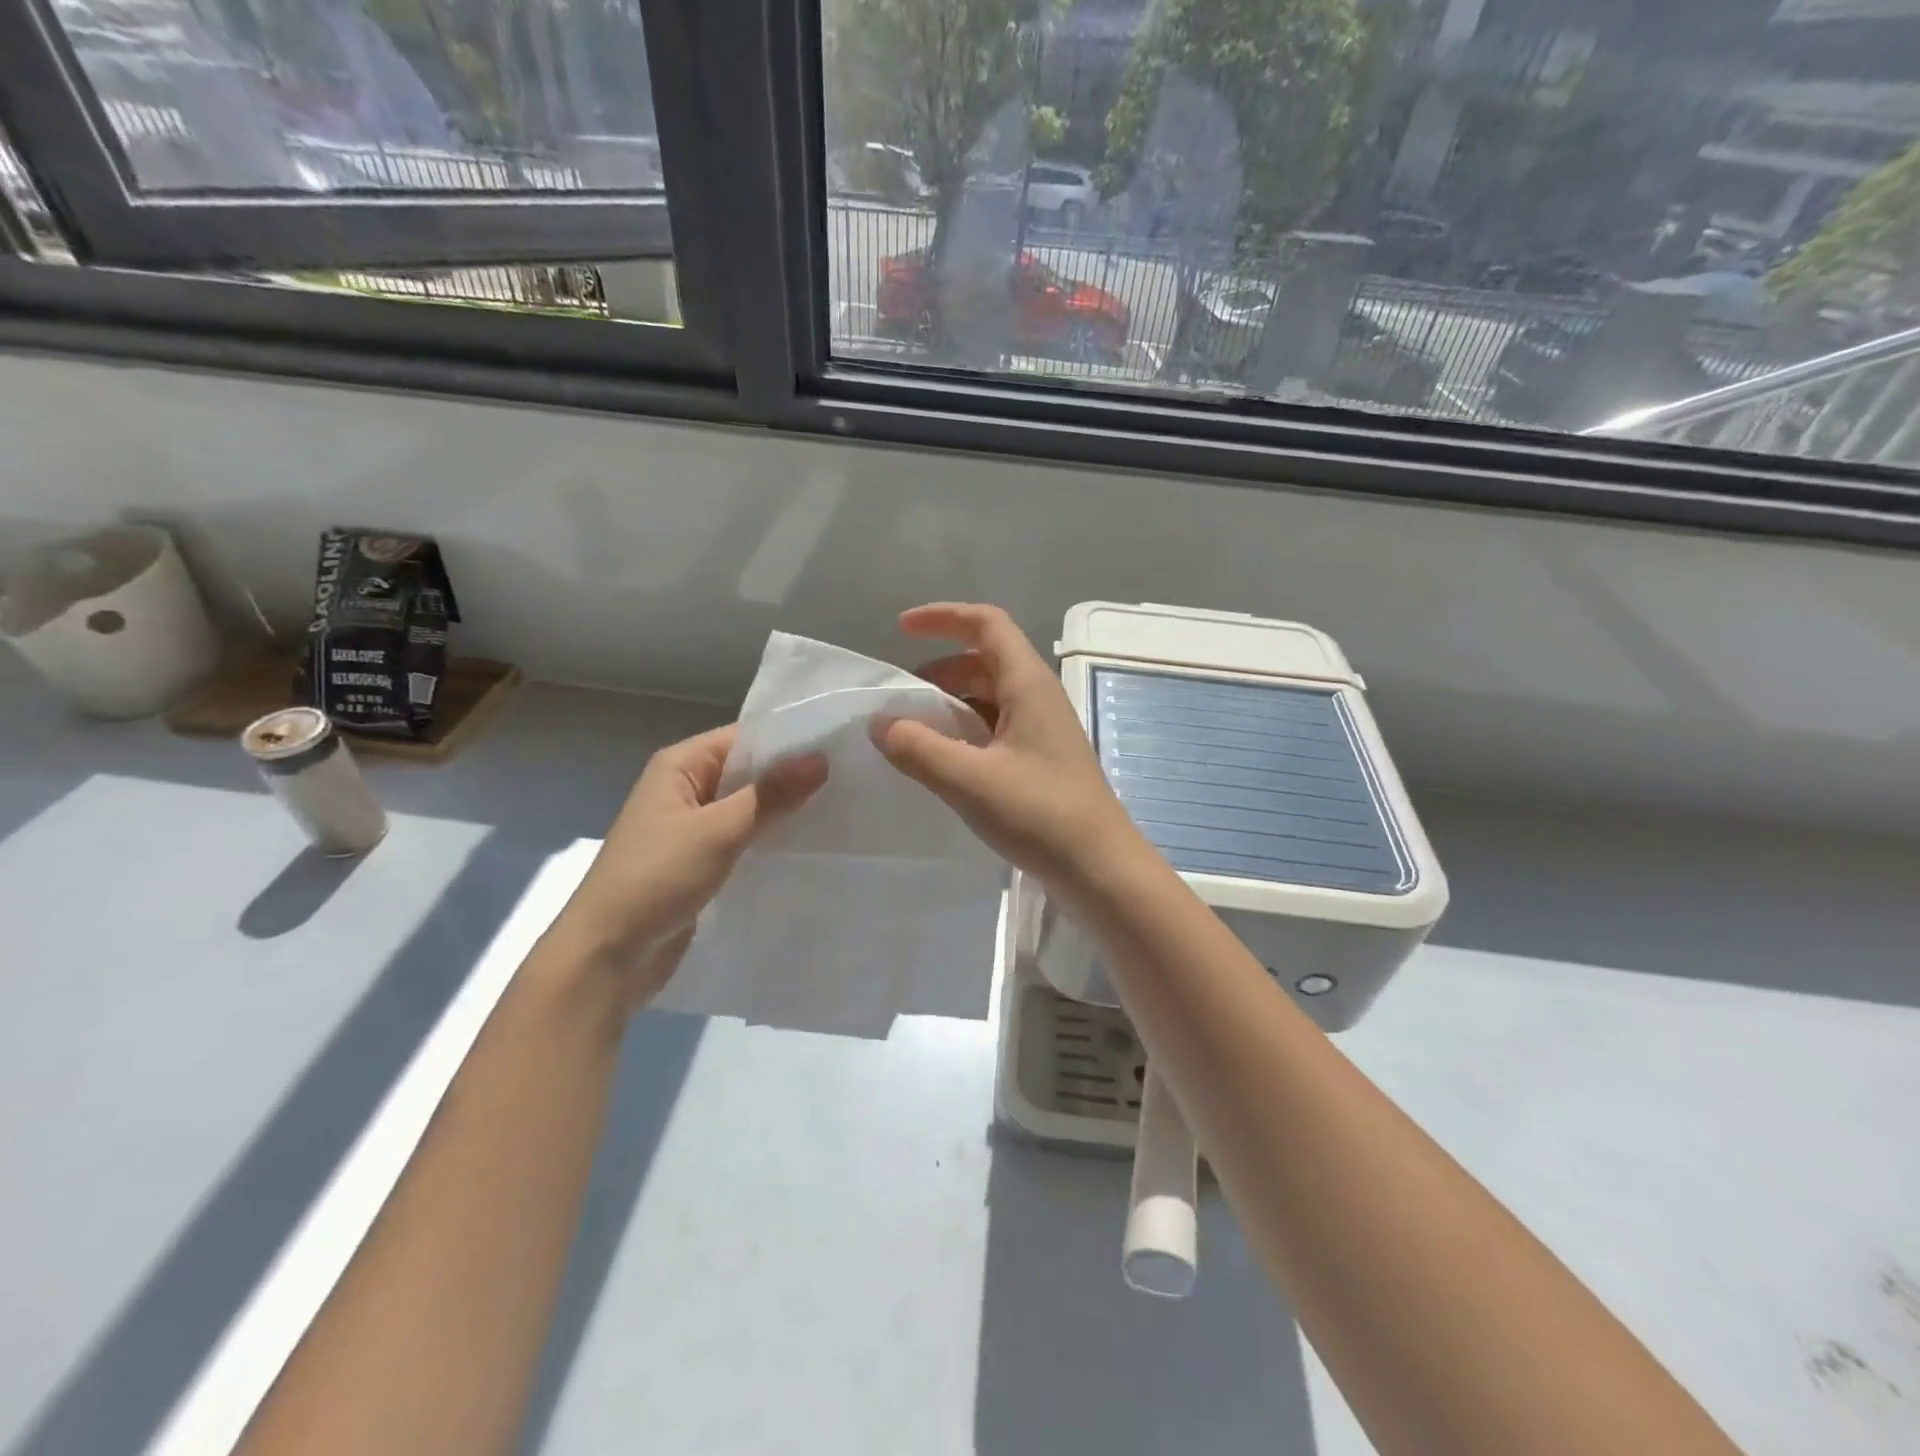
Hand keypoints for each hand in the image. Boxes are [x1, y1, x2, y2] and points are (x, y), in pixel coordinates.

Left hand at [554, 725, 825, 1006]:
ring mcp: (692, 828)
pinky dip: (770, 839)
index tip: (840, 744)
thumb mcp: (717, 830)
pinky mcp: (700, 862)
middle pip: (748, 772)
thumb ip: (769, 795)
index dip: (789, 740)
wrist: (606, 956)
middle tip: (851, 777)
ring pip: (748, 808)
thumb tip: (821, 759)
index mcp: (679, 765)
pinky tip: (808, 844)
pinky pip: (743, 839)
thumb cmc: (656, 878)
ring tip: (840, 808)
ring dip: (784, 810)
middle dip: (792, 776)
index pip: (744, 738)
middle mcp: (685, 789)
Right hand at [875, 603, 1141, 887]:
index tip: (901, 629)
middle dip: (939, 669)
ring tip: (914, 731)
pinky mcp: (1041, 761)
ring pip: (990, 697)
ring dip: (951, 703)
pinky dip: (965, 732)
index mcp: (1028, 684)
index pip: (987, 624)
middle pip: (985, 660)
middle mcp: (1038, 697)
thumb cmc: (1040, 814)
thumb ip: (918, 748)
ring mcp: (1043, 730)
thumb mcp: (969, 779)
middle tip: (901, 698)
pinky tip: (944, 761)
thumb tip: (880, 723)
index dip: (943, 616)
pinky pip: (996, 728)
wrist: (1100, 869)